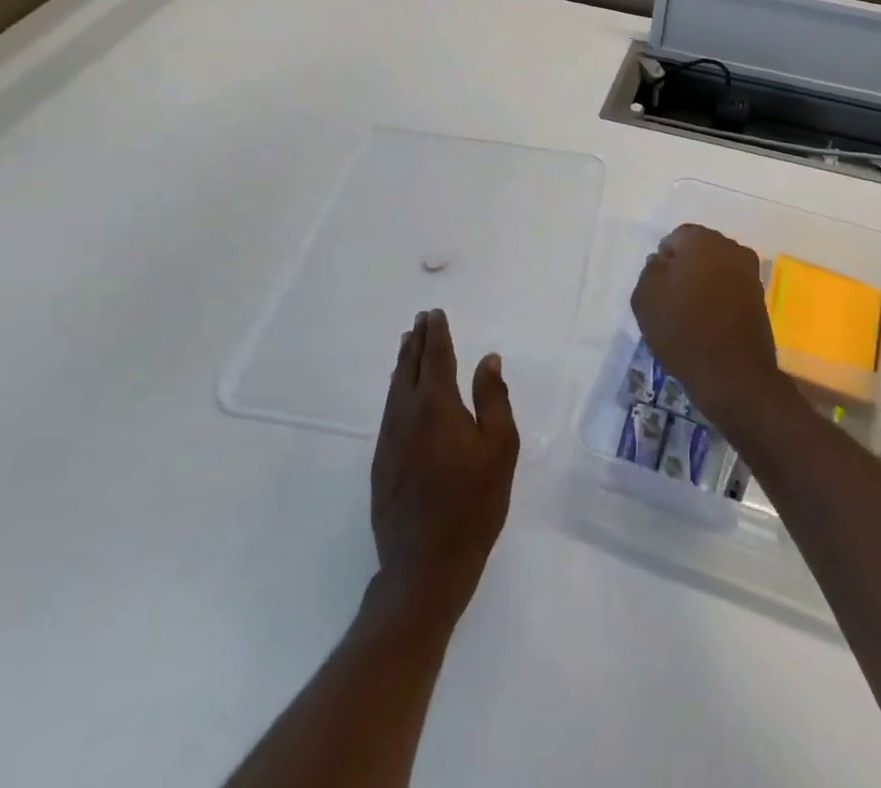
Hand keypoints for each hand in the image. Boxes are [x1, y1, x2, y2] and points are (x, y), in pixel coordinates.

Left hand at [370, 309, 519, 624]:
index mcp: (436, 405)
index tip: (435, 314)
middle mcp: (406, 415)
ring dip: (402, 362)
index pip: (435, 357)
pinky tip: (400, 392)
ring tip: (407, 345)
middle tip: (421, 320)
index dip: (436, 333)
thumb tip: (487, 360)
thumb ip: (493, 399)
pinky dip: (396, 389)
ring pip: (394, 389)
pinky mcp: (381, 463)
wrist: (424, 566)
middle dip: (416, 341)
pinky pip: (389, 411)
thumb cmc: (473, 504)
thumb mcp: (500, 448)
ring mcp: (389, 440)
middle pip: (408, 367)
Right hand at [630, 224, 788, 437]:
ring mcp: (750, 273)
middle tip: (672, 298)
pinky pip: (731, 288)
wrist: (733, 375)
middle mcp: (730, 248)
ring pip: (717, 269)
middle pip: (700, 250)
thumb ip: (651, 270)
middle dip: (686, 267)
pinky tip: (709, 322)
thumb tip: (663, 262)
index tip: (658, 287)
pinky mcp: (760, 297)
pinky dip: (720, 299)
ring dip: (704, 283)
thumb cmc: (683, 330)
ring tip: (690, 313)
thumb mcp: (645, 297)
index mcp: (702, 240)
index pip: (676, 238)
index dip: (664, 261)